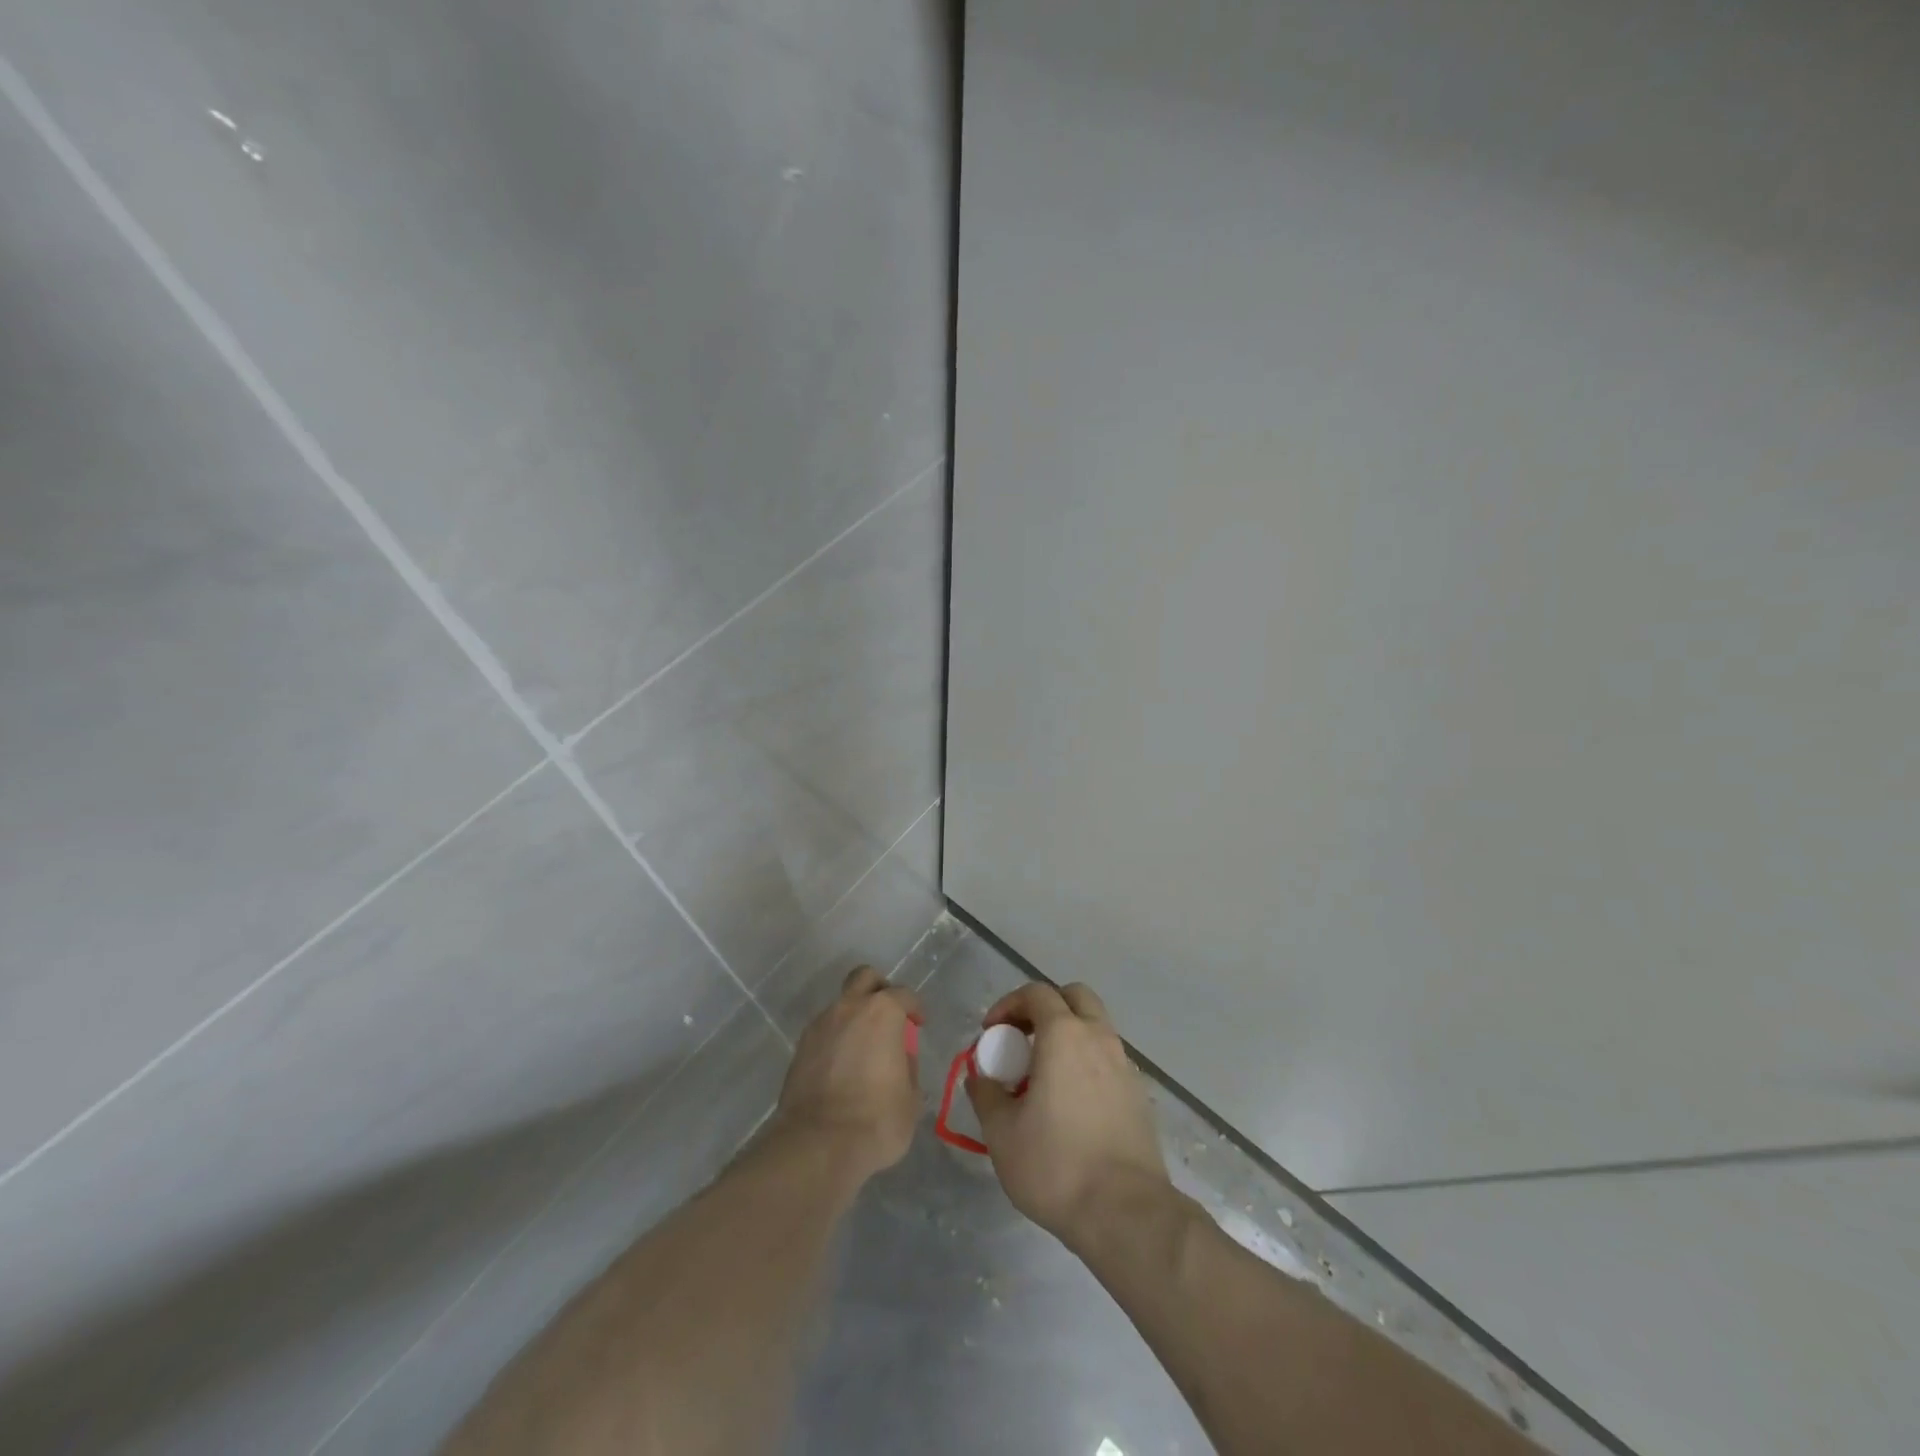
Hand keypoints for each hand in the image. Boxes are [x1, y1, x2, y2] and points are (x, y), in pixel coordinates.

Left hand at [775, 965, 922, 1185]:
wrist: (818, 1145)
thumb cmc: (876, 1119)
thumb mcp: (910, 1098)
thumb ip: (907, 1068)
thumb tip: (899, 1060)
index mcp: (882, 1012)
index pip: (904, 995)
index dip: (915, 1008)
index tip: (919, 1024)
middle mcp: (849, 1008)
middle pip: (864, 978)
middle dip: (879, 989)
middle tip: (888, 1016)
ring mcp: (820, 1025)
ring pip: (841, 1005)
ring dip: (854, 1017)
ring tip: (863, 1049)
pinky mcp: (800, 1048)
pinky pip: (824, 1031)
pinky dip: (836, 1039)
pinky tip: (842, 1066)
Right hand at [965, 982, 1169, 1252]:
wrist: (1126, 1213)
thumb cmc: (1056, 1165)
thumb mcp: (1002, 1133)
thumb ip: (986, 1094)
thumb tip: (980, 1077)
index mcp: (1064, 1035)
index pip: (1036, 993)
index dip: (1008, 1004)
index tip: (990, 1033)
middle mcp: (1099, 1038)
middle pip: (1075, 996)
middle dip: (1045, 1007)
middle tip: (1022, 1039)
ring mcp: (1125, 1065)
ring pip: (1096, 1027)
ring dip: (1068, 1035)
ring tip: (1044, 1075)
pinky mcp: (1139, 1095)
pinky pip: (1109, 1059)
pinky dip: (1087, 1063)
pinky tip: (1072, 1103)